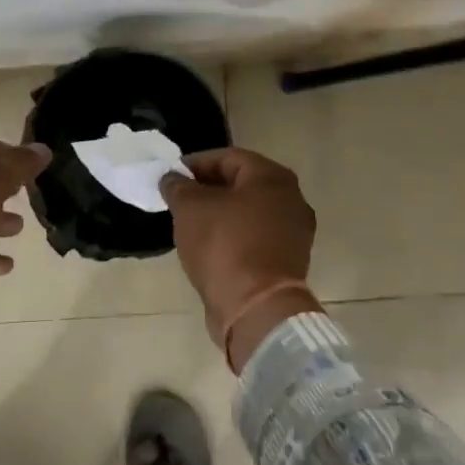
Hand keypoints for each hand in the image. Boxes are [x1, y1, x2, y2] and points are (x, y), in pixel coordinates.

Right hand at [161, 147, 319, 366]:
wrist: (256, 308)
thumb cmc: (224, 246)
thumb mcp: (190, 208)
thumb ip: (177, 186)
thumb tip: (171, 178)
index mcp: (272, 178)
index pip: (228, 157)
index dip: (195, 163)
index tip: (171, 176)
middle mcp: (292, 199)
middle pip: (242, 184)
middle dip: (208, 188)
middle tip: (179, 199)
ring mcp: (294, 233)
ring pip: (249, 212)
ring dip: (220, 214)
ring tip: (190, 223)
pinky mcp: (288, 261)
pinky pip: (255, 238)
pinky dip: (233, 236)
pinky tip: (209, 246)